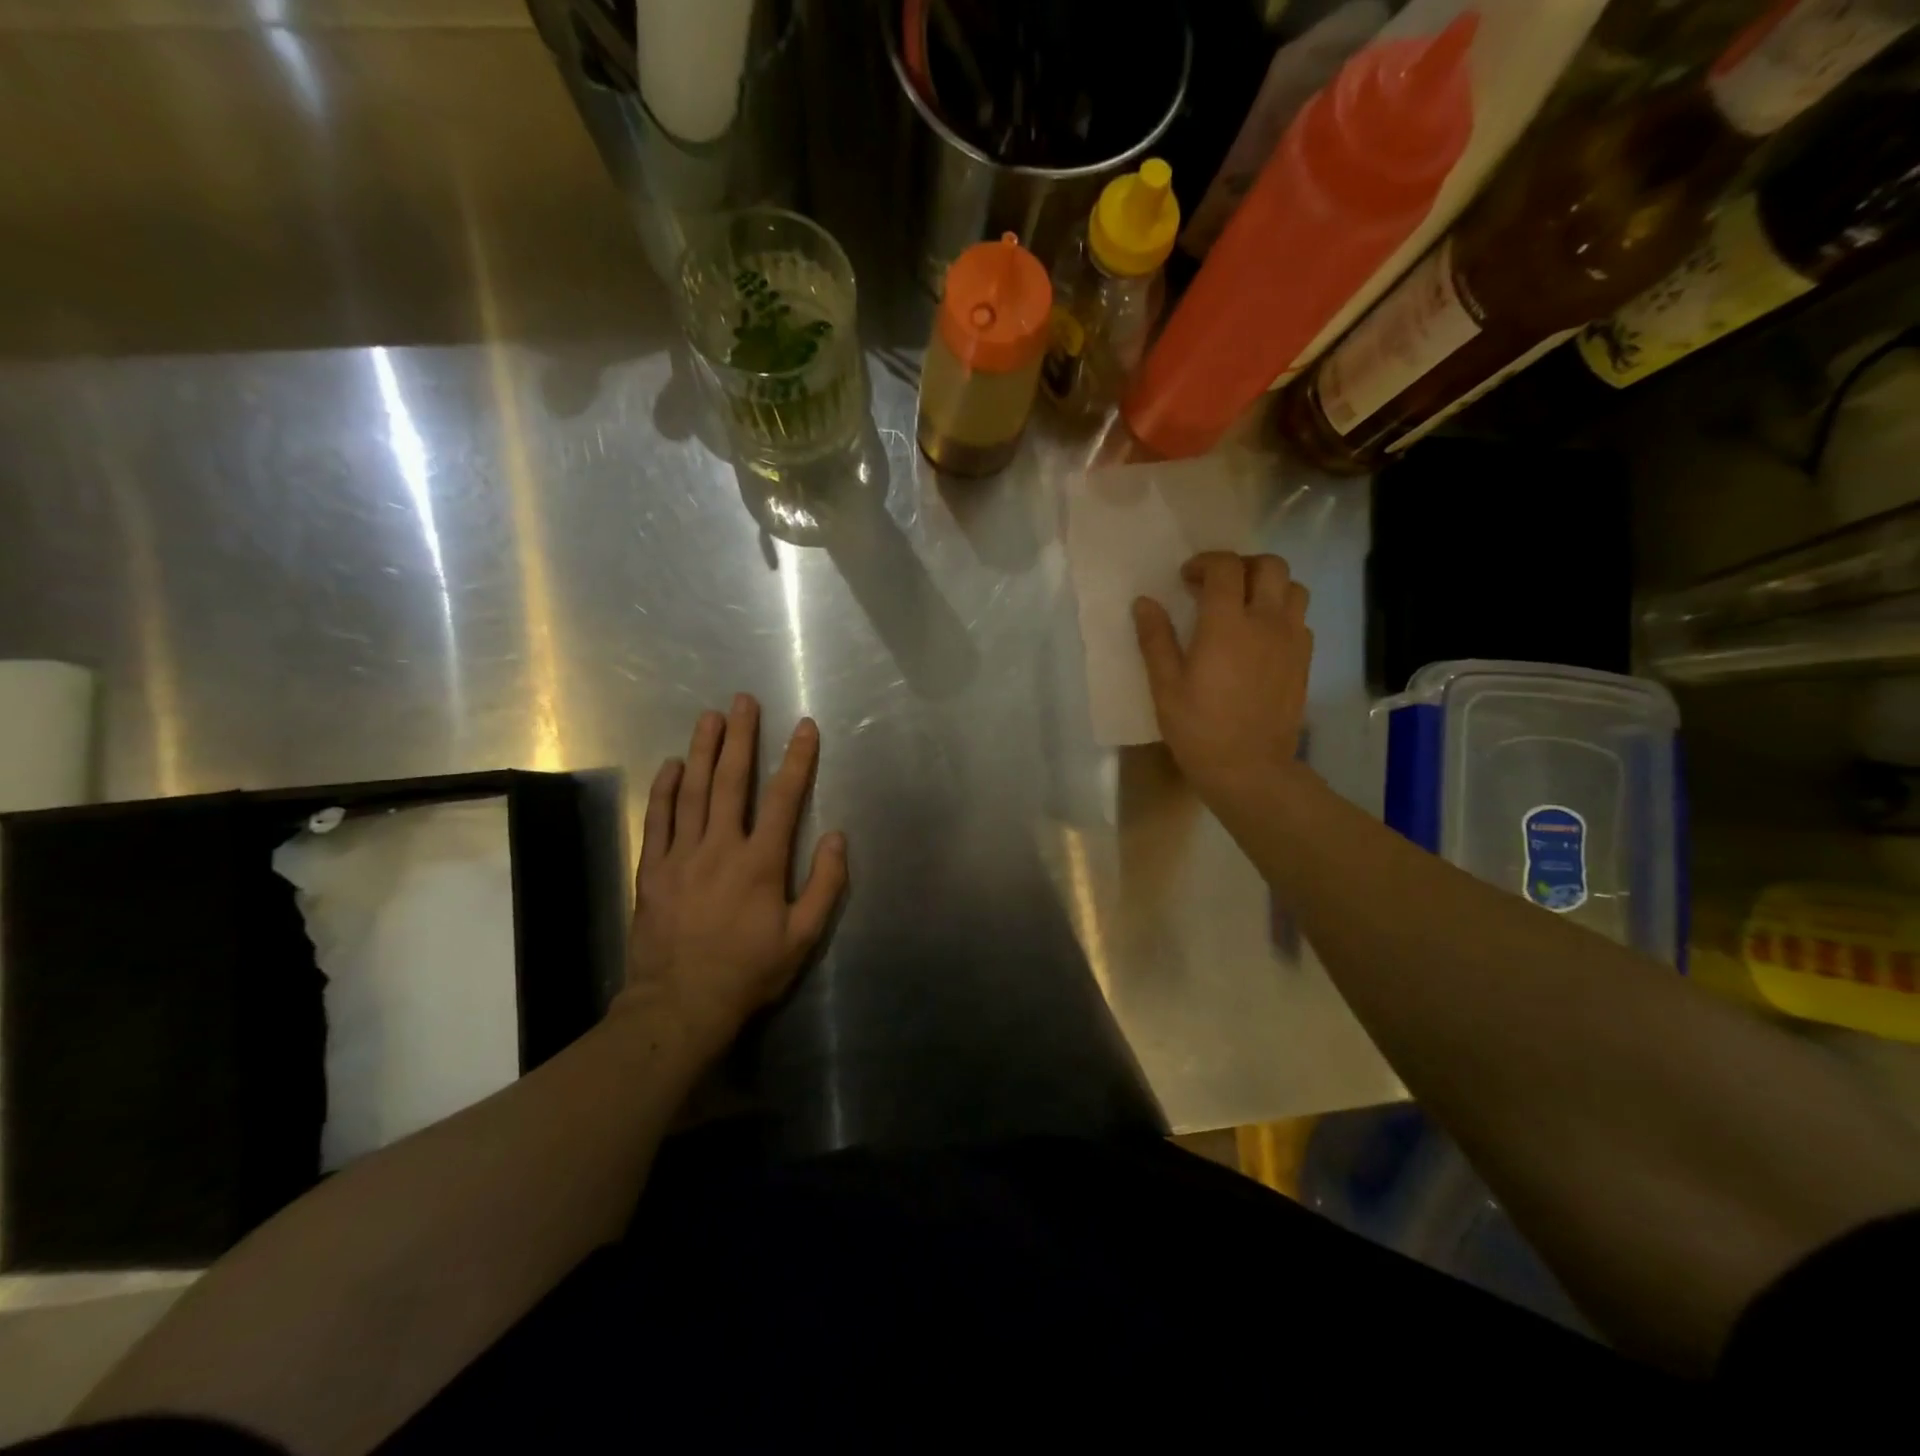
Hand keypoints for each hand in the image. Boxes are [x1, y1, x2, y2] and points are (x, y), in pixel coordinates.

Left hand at [620, 694, 848, 1058]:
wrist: (680, 1005)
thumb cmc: (748, 972)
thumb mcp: (803, 938)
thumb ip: (824, 885)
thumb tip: (837, 838)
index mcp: (761, 862)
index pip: (784, 798)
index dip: (797, 759)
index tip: (804, 727)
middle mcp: (720, 848)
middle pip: (731, 781)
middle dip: (741, 737)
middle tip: (743, 700)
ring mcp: (682, 856)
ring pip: (693, 792)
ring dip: (703, 750)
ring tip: (709, 716)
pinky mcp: (653, 870)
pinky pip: (658, 820)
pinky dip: (665, 790)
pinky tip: (672, 765)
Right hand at [1133, 552, 1313, 802]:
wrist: (1250, 769)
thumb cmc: (1199, 729)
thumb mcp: (1165, 686)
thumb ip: (1155, 639)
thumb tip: (1145, 602)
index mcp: (1227, 624)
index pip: (1225, 567)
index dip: (1204, 563)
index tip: (1186, 579)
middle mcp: (1266, 622)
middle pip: (1269, 565)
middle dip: (1241, 565)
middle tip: (1217, 586)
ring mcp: (1291, 640)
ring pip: (1292, 588)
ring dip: (1267, 586)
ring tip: (1243, 606)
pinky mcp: (1304, 660)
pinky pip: (1300, 619)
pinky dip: (1281, 613)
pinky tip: (1260, 637)